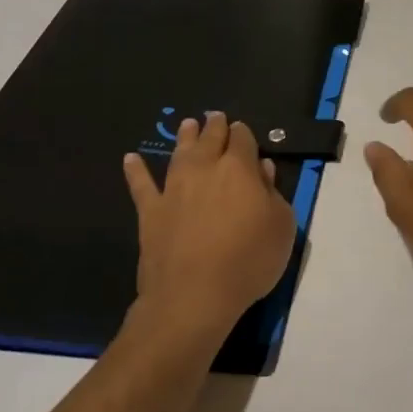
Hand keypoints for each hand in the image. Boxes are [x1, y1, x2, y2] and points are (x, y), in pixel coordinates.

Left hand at [123, 112, 295, 344]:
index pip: (243, 140)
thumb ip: (273, 193)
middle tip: (215, 116)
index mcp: (240, 170)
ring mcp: (174, 189)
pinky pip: (141, 185)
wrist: (194, 295)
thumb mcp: (281, 227)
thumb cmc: (249, 261)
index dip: (243, 133)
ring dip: (184, 137)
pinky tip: (130, 159)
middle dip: (214, 126)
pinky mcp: (150, 212)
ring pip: (179, 153)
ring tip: (187, 124)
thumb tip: (263, 168)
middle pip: (210, 139)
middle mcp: (204, 170)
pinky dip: (136, 171)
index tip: (242, 130)